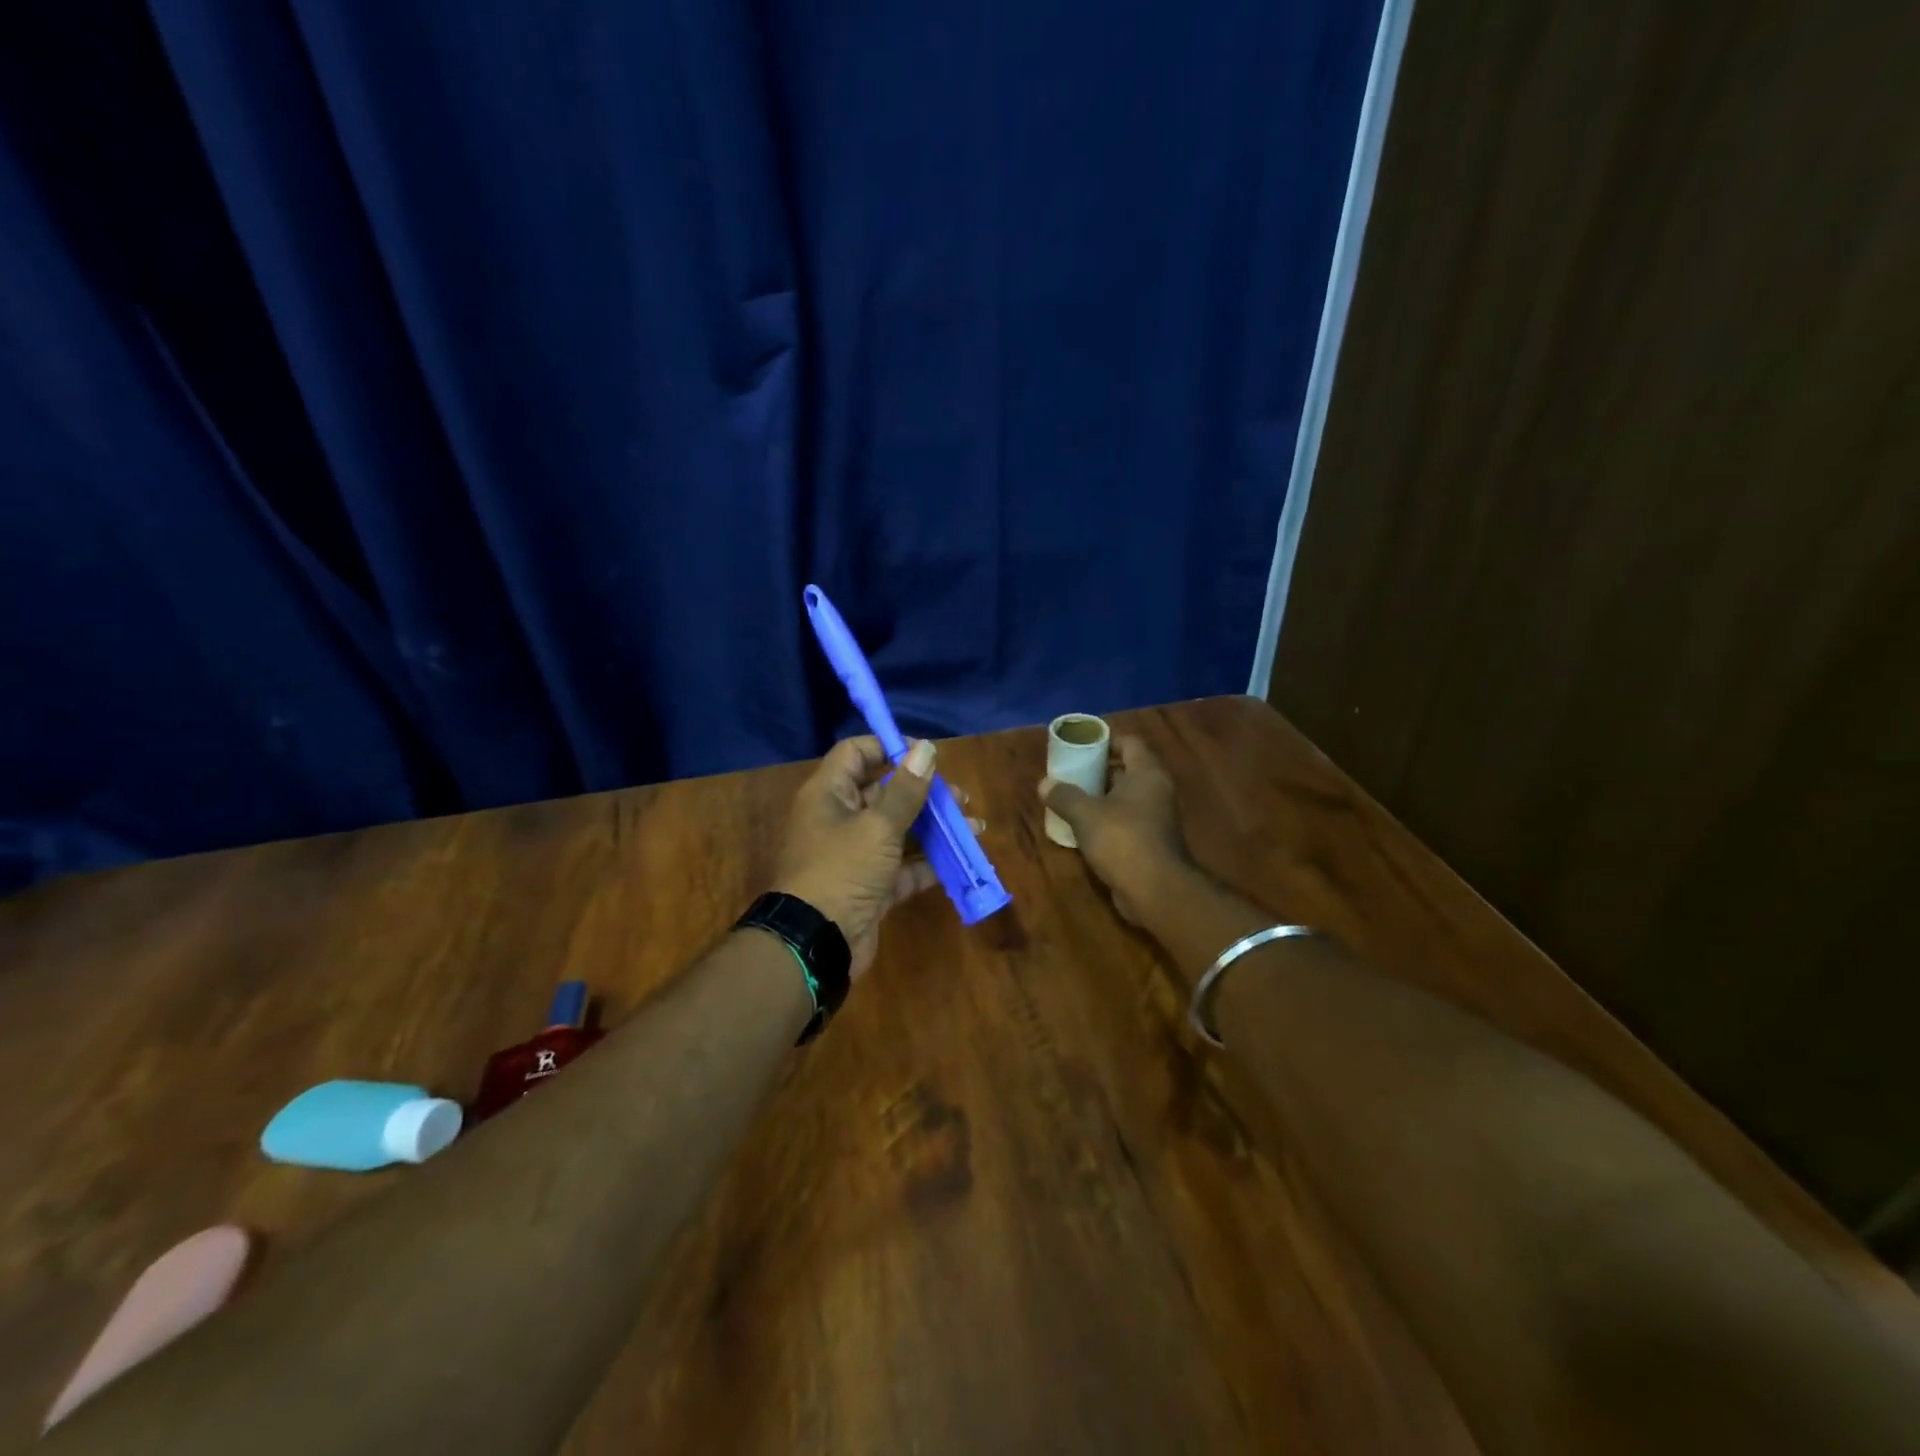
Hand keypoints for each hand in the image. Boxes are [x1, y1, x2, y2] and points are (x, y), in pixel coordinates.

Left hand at [773, 736, 952, 978]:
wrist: (817, 942)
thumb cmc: (842, 870)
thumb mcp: (878, 826)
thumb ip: (905, 789)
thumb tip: (926, 748)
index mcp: (829, 794)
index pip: (856, 753)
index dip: (889, 747)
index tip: (926, 755)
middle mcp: (839, 819)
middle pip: (883, 792)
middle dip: (923, 792)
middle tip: (959, 796)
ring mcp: (854, 855)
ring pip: (897, 831)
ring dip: (933, 827)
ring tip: (972, 825)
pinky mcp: (869, 886)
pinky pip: (902, 867)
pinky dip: (927, 863)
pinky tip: (959, 859)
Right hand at [1040, 735, 1191, 923]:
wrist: (1155, 890)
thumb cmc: (1122, 839)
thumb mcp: (1085, 814)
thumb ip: (1064, 795)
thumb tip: (1044, 784)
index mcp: (1147, 774)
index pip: (1131, 743)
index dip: (1107, 741)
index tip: (1082, 747)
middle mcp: (1157, 791)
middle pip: (1128, 770)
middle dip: (1100, 771)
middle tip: (1072, 774)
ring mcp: (1158, 818)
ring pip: (1127, 798)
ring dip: (1102, 797)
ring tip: (1073, 799)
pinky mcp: (1152, 842)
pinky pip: (1128, 821)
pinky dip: (1109, 820)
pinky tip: (1085, 828)